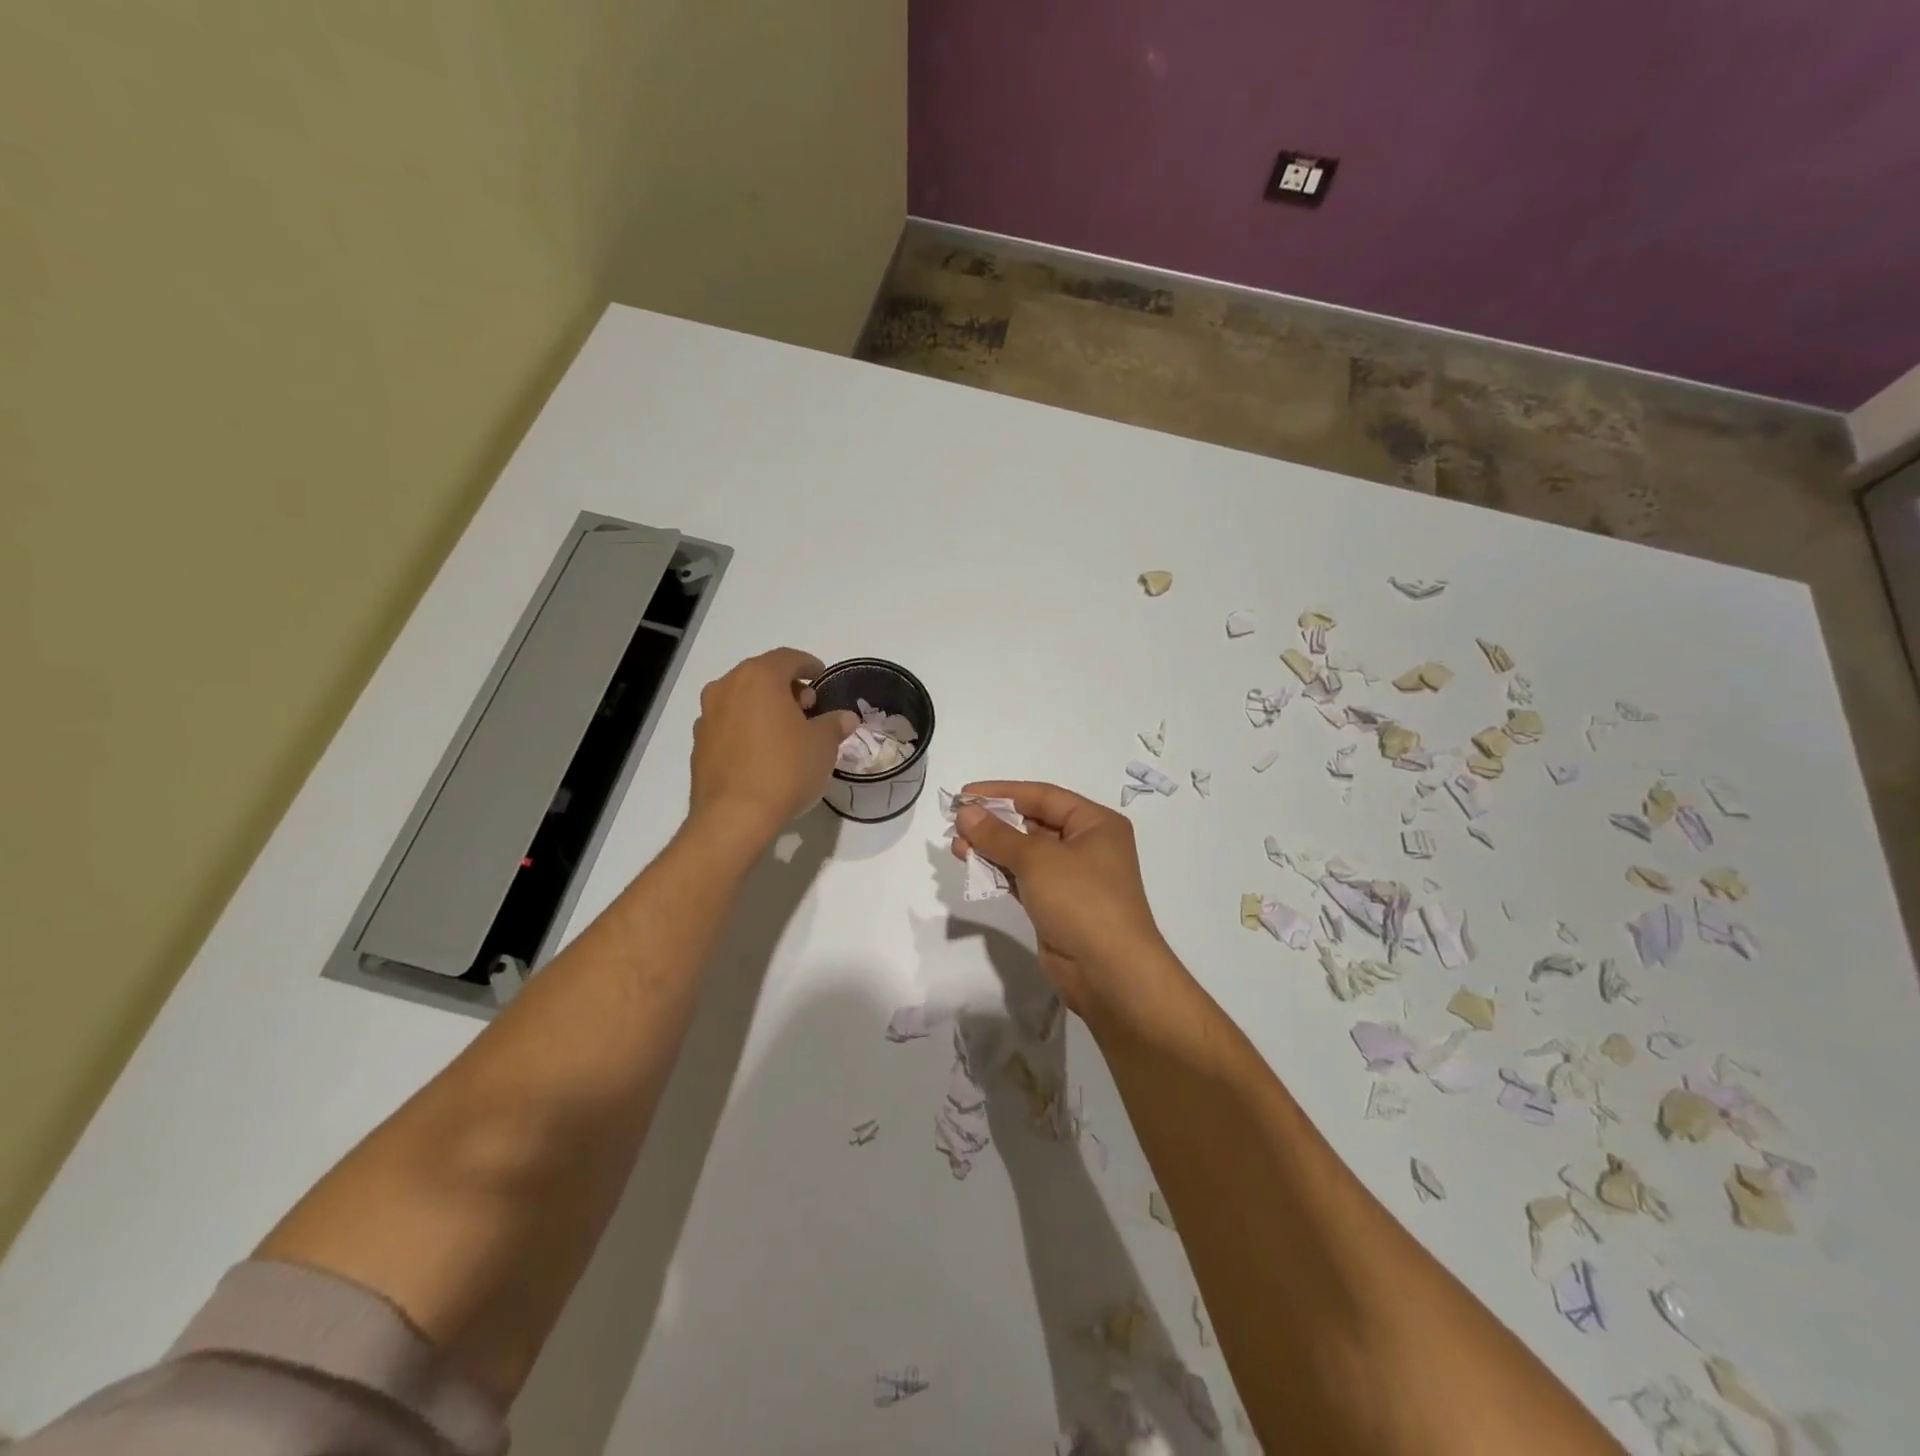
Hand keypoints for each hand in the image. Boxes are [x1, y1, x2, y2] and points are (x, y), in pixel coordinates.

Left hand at [690, 648, 856, 843]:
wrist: (734, 817)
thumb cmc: (785, 770)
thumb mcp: (823, 746)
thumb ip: (834, 724)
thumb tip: (845, 718)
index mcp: (758, 678)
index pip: (788, 658)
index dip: (809, 666)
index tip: (823, 678)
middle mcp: (726, 688)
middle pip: (761, 676)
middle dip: (787, 688)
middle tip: (809, 708)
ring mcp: (707, 716)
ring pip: (742, 699)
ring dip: (764, 708)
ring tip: (787, 732)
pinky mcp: (698, 744)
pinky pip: (729, 724)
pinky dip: (747, 728)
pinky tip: (763, 752)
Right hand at [951, 781, 1178, 1014]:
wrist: (1109, 972)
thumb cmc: (1081, 900)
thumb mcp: (1037, 859)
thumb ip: (997, 835)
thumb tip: (966, 813)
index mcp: (1096, 824)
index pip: (1043, 796)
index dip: (1003, 792)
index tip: (966, 795)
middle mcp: (1087, 846)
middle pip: (1034, 824)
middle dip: (995, 822)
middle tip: (956, 823)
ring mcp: (1073, 879)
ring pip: (1026, 854)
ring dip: (992, 848)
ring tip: (957, 846)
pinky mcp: (1057, 906)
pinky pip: (1024, 880)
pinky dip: (999, 872)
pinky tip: (973, 868)